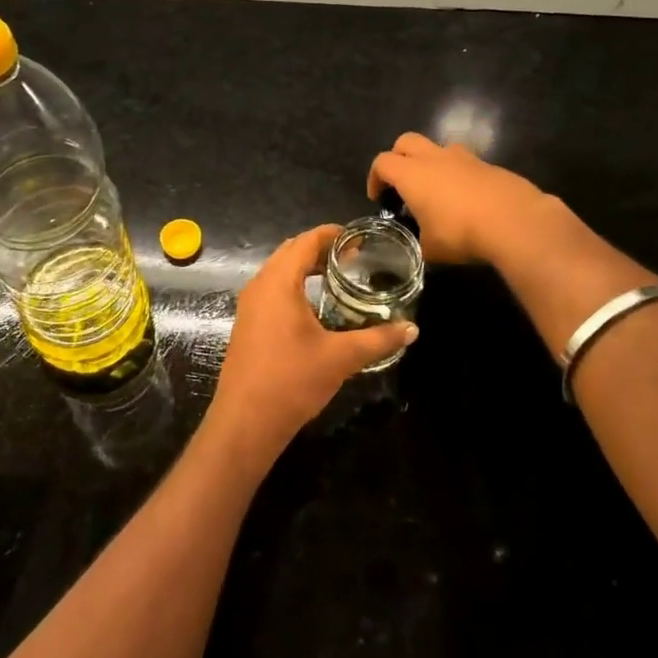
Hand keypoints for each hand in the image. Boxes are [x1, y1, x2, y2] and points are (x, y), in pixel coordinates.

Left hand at [205, 226, 416, 461]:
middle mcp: (259, 286)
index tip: (359, 238)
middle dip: (321, 249)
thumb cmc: (292, 380)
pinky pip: (272, 291)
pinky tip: (316, 307)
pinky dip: (294, 286)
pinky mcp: (248, 325)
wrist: (246, 422)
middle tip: (354, 258)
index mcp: (278, 282)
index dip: (332, 235)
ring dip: (306, 268)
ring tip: (338, 277)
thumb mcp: (341, 358)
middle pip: (290, 252)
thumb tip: (411, 330)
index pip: (305, 242)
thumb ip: (378, 339)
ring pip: (279, 272)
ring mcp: (249, 306)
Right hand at [367, 133, 547, 264]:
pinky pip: (466, 163)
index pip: (382, 163)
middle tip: (401, 183)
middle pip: (406, 141)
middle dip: (399, 157)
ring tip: (437, 189)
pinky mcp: (489, 165)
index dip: (375, 178)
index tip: (379, 198)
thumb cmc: (461, 233)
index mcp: (412, 174)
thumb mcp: (430, 248)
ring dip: (431, 162)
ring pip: (438, 148)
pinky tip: (468, 200)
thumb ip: (420, 241)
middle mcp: (435, 158)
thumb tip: (422, 244)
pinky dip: (459, 175)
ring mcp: (465, 158)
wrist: (515, 221)